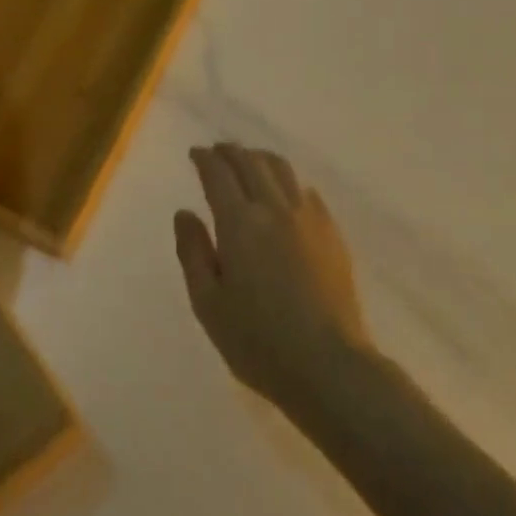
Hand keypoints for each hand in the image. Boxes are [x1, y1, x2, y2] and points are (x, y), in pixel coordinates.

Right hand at [174, 144, 371, 415]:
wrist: (328, 364)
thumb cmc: (258, 341)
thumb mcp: (208, 303)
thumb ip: (192, 252)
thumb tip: (184, 212)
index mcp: (239, 223)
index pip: (218, 174)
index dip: (205, 159)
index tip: (195, 153)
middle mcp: (274, 208)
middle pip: (251, 162)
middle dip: (231, 152)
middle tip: (217, 151)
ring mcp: (308, 218)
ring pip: (281, 170)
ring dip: (259, 158)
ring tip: (248, 161)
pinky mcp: (331, 232)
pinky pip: (306, 191)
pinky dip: (287, 181)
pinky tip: (285, 192)